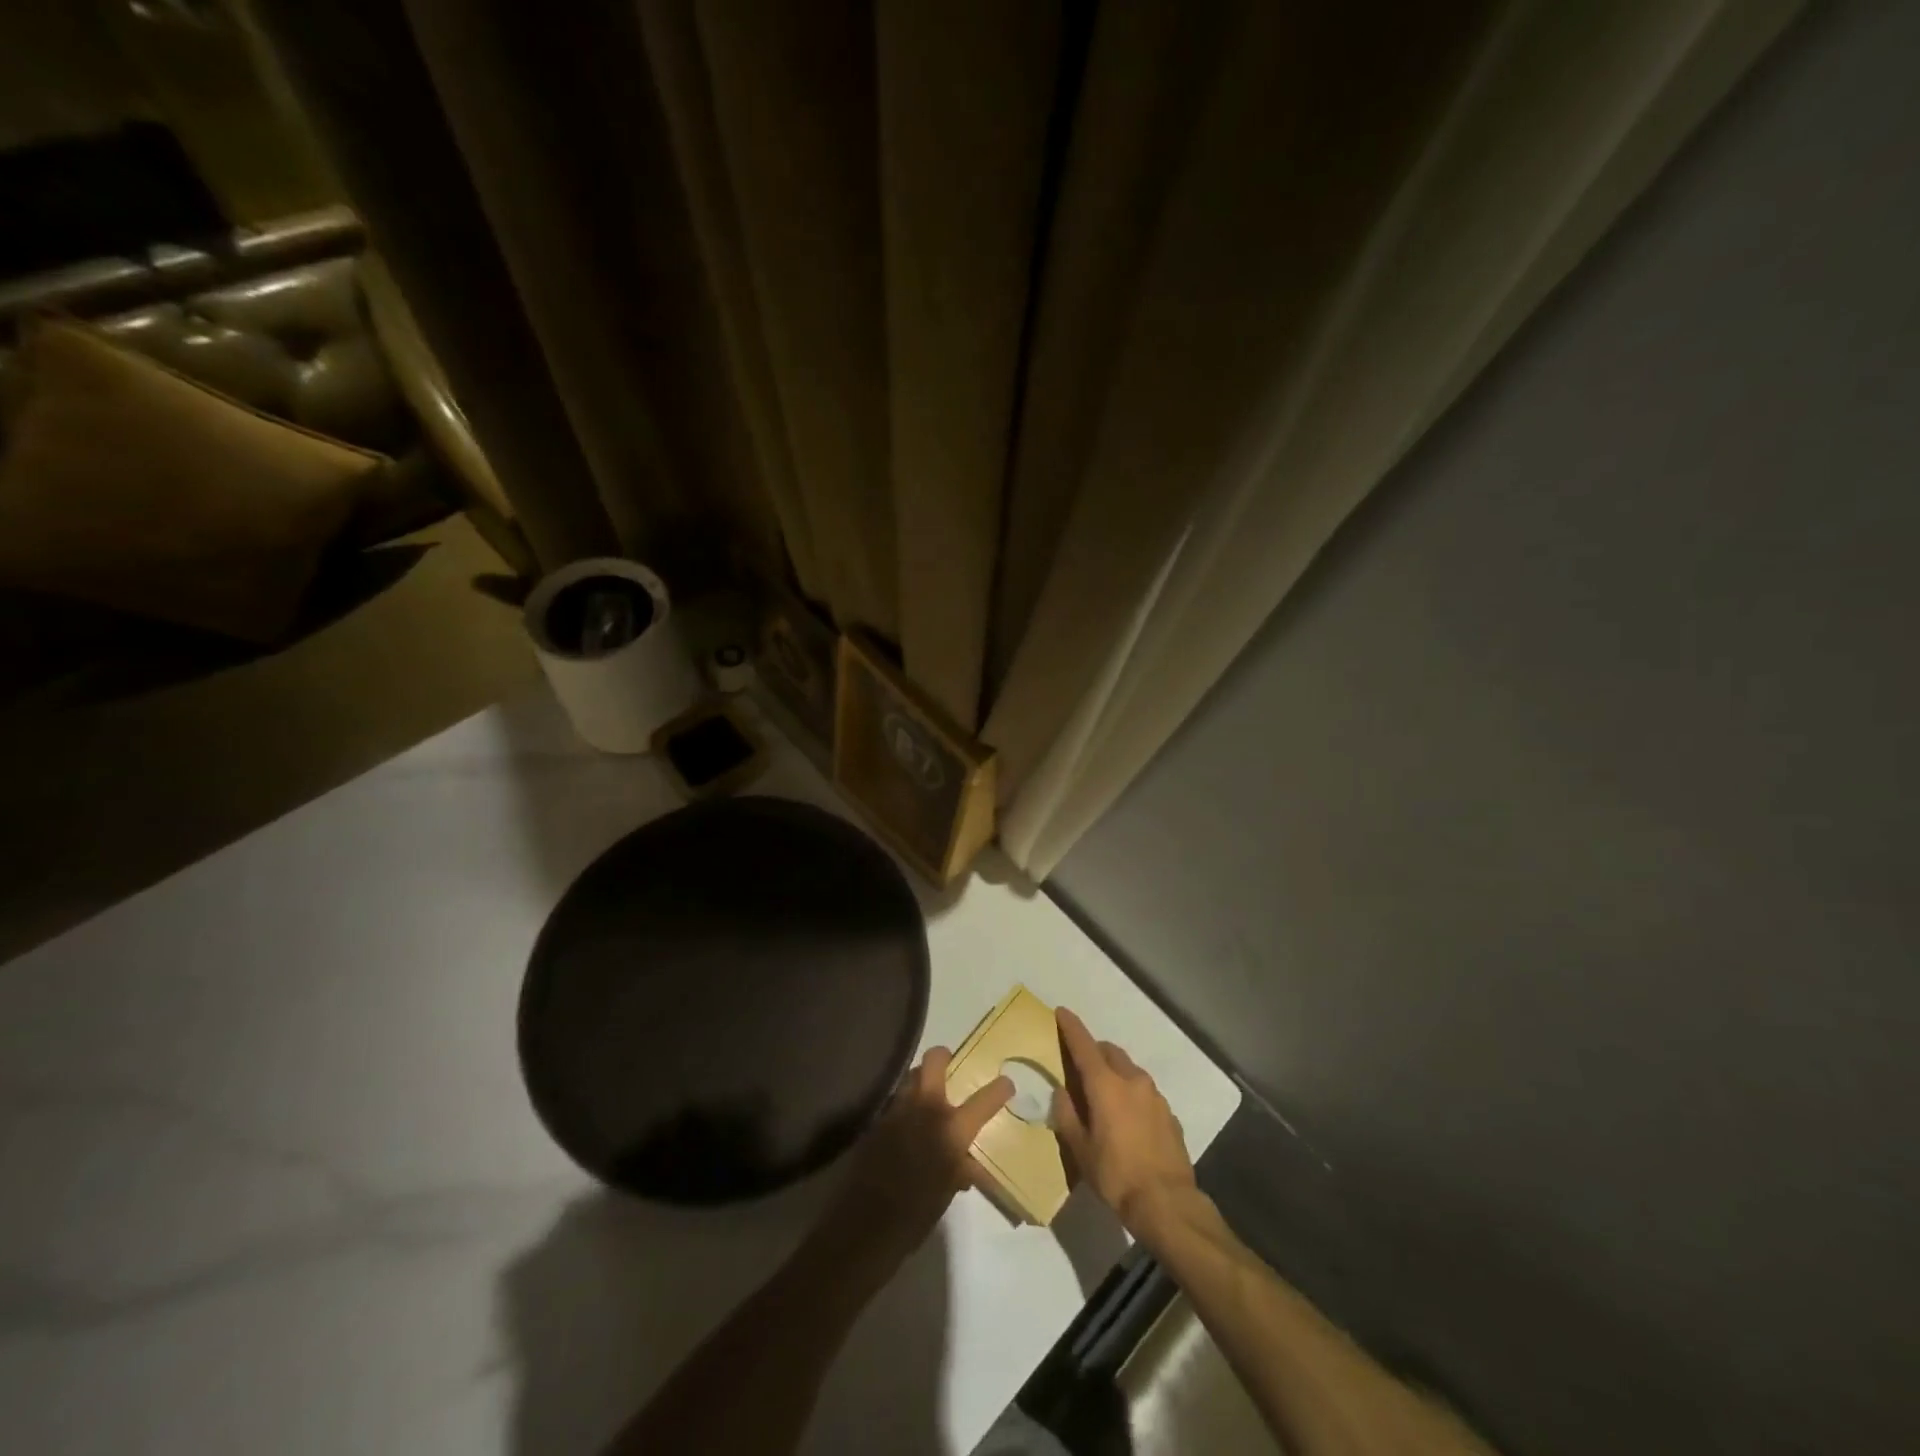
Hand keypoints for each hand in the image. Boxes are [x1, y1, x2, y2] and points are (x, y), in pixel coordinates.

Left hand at [819, 1048, 1012, 1264]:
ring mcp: (897, 1110)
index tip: (1006, 1083)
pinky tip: (905, 1122)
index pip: (984, 1101)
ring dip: (920, 1079)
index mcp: (951, 1129)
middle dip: (943, 1057)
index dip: (999, 1090)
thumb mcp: (946, 1193)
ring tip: (926, 1094)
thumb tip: (966, 1165)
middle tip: (949, 1064)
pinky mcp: (877, 1120)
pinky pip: (895, 1100)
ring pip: (911, 1076)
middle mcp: (926, 1109)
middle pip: (934, 1060)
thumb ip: (959, 1170)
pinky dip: (904, 1103)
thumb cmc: (916, 1214)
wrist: (866, 1225)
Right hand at [1052, 1007, 1197, 1238]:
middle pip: (1109, 1052)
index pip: (1084, 1045)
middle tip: (1080, 1066)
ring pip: (1130, 1070)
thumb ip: (1067, 1115)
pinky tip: (1128, 1119)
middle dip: (1094, 1051)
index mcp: (1106, 1085)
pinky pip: (1145, 1092)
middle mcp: (1132, 1080)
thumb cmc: (1116, 1175)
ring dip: (1114, 1072)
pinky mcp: (1169, 1113)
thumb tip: (1061, 1091)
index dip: (1071, 1027)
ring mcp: (1155, 1095)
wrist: (1167, 1203)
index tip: (1061, 1012)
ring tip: (1104, 1096)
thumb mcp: (1080, 1149)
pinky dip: (1132, 1093)